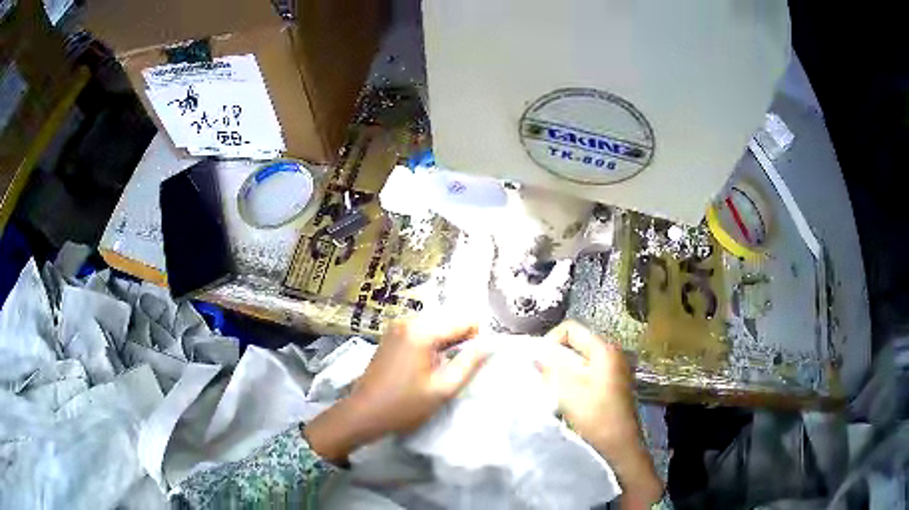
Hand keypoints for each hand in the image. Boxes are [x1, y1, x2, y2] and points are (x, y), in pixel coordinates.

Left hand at [304, 318, 488, 463]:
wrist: (364, 413)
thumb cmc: (405, 405)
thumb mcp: (443, 389)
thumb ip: (470, 363)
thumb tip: (490, 344)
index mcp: (422, 331)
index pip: (465, 321)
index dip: (475, 340)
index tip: (470, 363)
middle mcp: (408, 320)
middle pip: (449, 321)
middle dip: (458, 342)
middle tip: (453, 369)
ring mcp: (396, 326)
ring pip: (436, 326)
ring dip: (444, 344)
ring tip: (438, 370)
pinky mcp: (391, 334)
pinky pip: (421, 331)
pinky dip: (429, 344)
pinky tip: (423, 366)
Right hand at [536, 320, 661, 508]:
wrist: (619, 446)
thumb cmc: (595, 416)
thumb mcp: (566, 391)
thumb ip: (549, 369)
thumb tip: (534, 357)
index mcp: (605, 349)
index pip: (571, 329)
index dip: (550, 341)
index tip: (538, 363)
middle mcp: (613, 353)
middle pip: (576, 344)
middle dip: (555, 358)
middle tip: (541, 376)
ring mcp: (615, 370)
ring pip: (580, 361)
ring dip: (563, 371)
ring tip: (551, 388)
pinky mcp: (613, 386)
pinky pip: (588, 374)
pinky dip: (573, 381)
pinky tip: (565, 398)